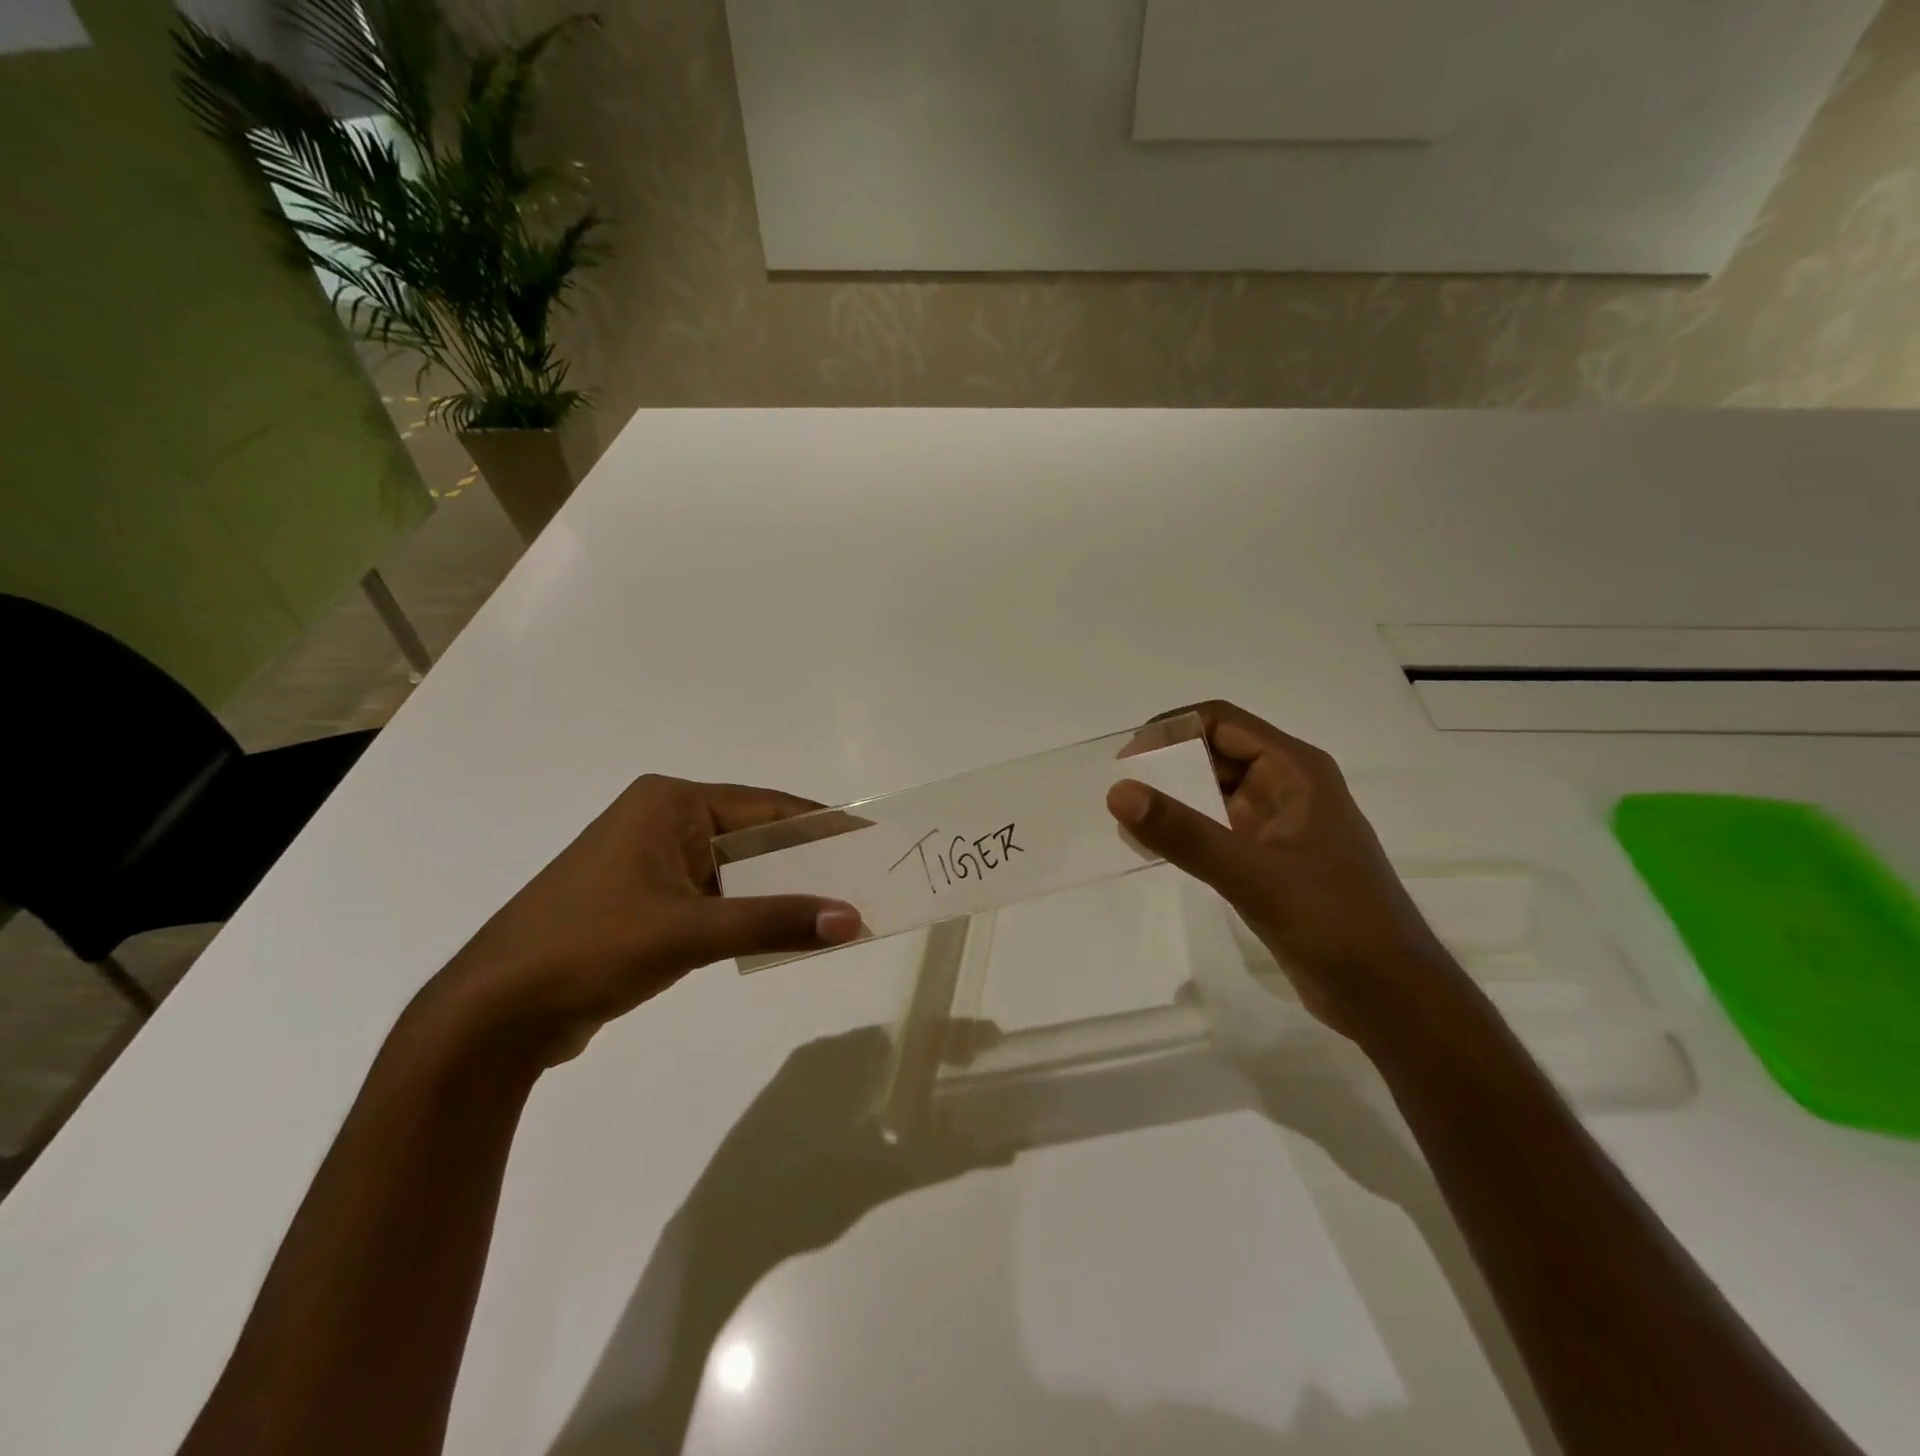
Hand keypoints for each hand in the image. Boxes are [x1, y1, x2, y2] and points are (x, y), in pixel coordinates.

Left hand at [429, 775, 863, 1063]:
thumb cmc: (590, 949)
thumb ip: (774, 922)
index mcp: (669, 805)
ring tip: (837, 910)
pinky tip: (786, 933)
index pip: (767, 807)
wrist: (493, 1016)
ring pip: (737, 871)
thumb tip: (852, 919)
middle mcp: (663, 823)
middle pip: (755, 837)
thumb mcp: (689, 932)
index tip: (871, 841)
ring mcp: (653, 864)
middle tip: (863, 882)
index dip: (822, 826)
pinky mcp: (647, 903)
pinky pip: (717, 899)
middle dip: (806, 863)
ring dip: (780, 892)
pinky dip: (750, 914)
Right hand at [1107, 701, 1457, 1040]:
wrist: (1389, 995)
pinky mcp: (1273, 859)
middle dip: (1168, 764)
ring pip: (1216, 792)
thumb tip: (1118, 791)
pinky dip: (1188, 830)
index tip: (1127, 759)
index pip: (1222, 721)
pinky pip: (1220, 828)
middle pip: (1217, 752)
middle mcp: (1289, 787)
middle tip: (1120, 791)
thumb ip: (1183, 832)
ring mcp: (1282, 825)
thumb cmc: (1333, 921)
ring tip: (1128, 821)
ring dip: (1175, 798)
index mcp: (1296, 770)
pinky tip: (1157, 849)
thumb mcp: (1251, 873)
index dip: (1172, 730)